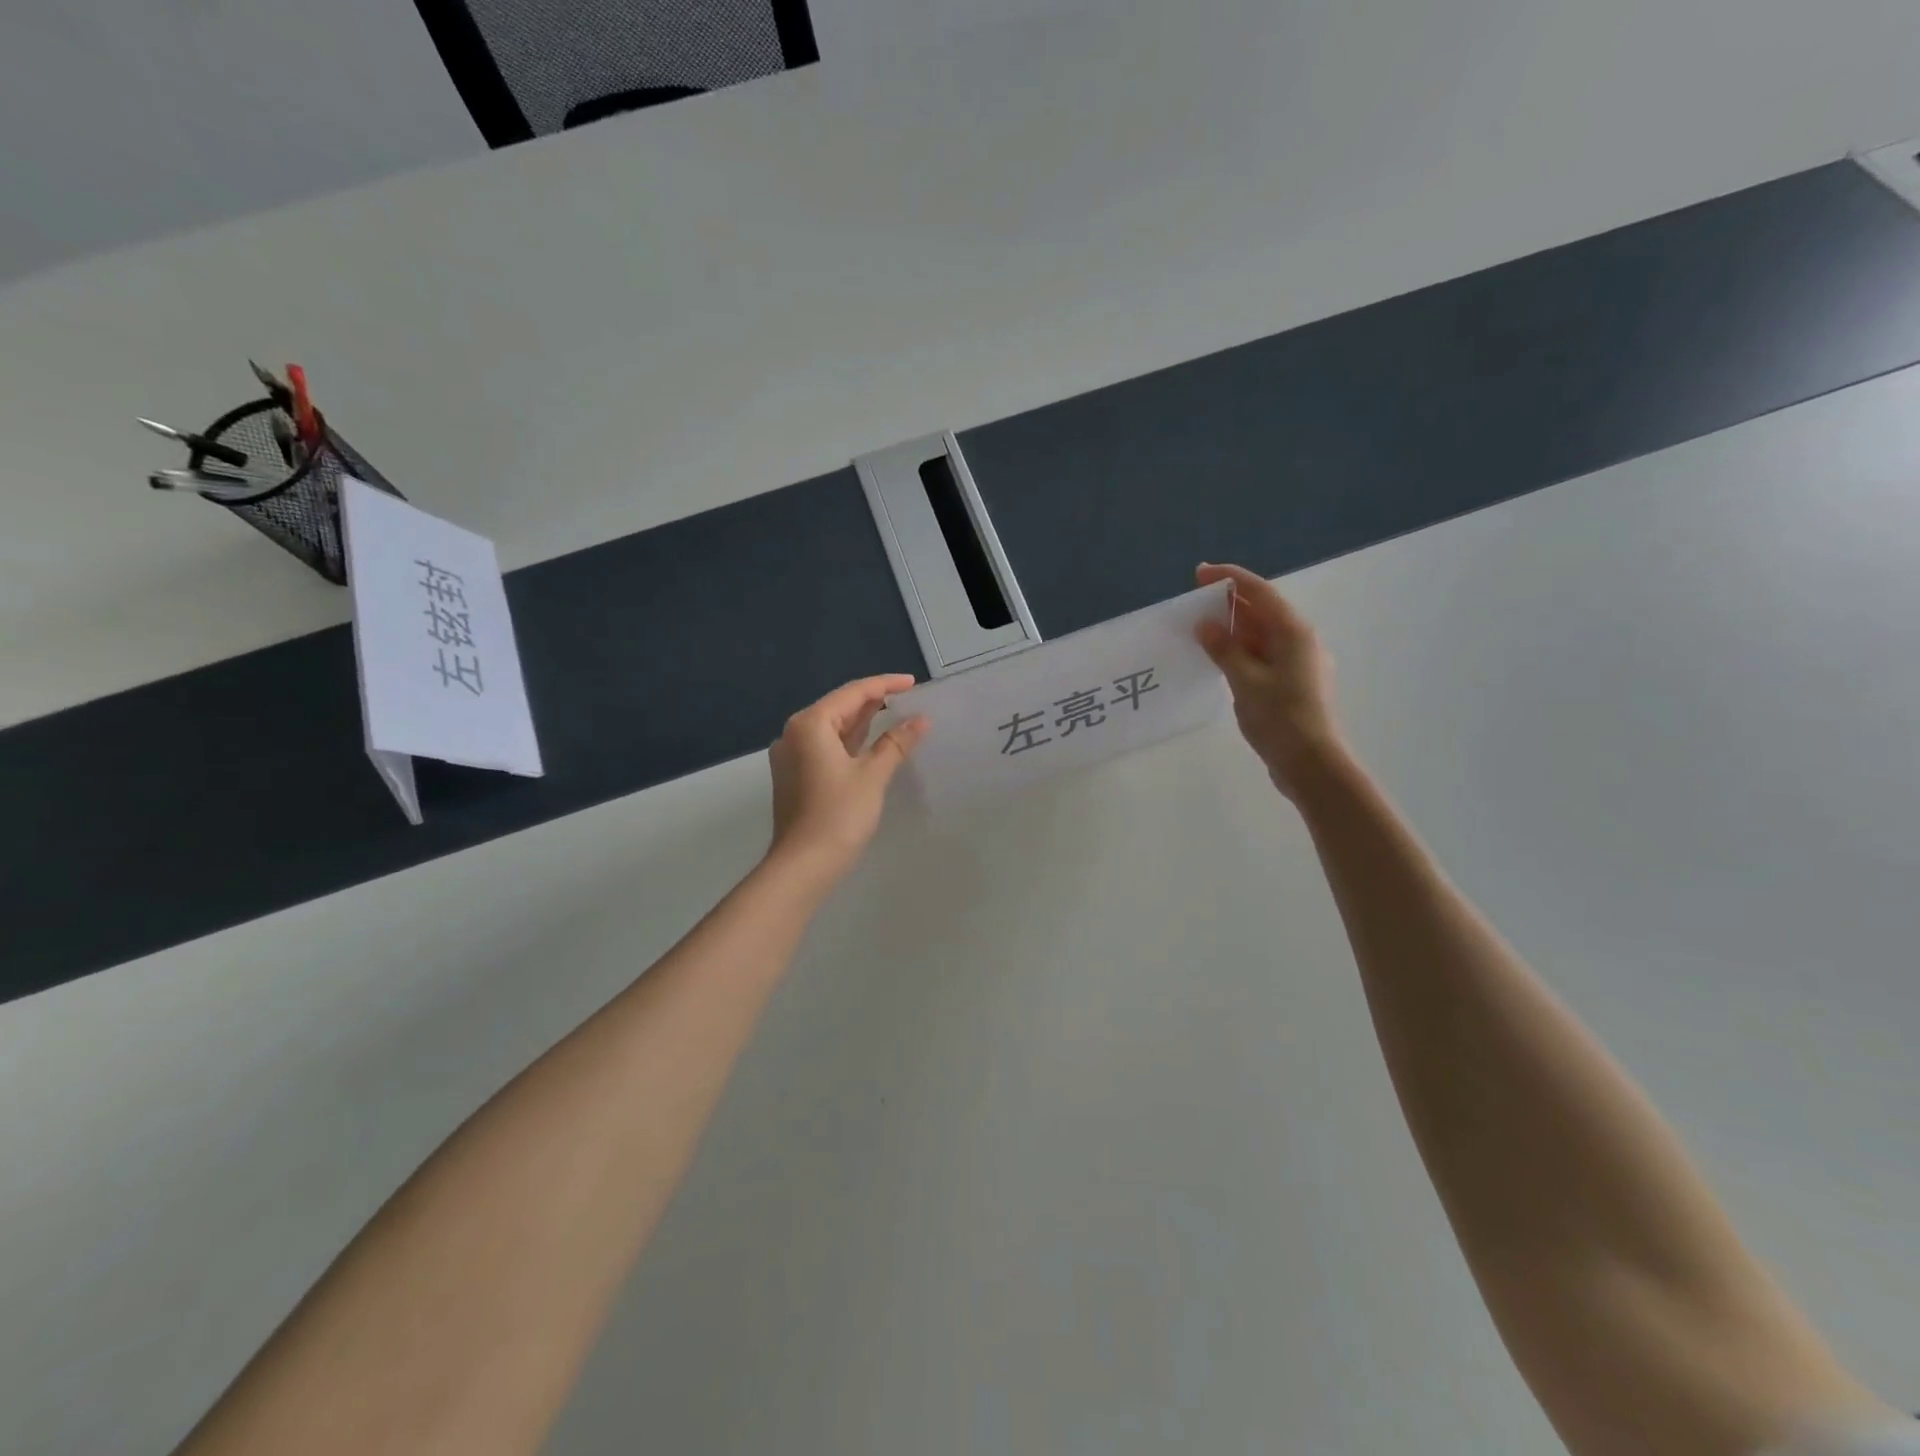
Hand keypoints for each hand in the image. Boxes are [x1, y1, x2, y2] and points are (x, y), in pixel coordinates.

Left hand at [767, 675, 928, 881]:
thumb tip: (921, 720)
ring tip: (894, 714)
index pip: (852, 693)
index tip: (912, 682)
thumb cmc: (839, 815)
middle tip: (907, 697)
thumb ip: (896, 743)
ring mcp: (792, 756)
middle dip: (873, 701)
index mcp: (810, 724)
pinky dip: (850, 742)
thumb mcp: (872, 775)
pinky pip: (826, 747)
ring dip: (862, 721)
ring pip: (832, 728)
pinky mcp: (796, 776)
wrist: (803, 865)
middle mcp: (795, 733)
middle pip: (839, 707)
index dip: (885, 684)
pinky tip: (871, 744)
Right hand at [1195, 563, 1343, 798]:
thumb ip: (1224, 650)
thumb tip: (1205, 625)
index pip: (1259, 593)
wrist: (1312, 764)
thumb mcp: (1245, 682)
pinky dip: (1240, 650)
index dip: (1229, 578)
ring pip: (1261, 635)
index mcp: (1293, 633)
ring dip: (1232, 629)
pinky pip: (1262, 655)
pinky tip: (1219, 659)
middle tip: (1194, 602)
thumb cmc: (1280, 718)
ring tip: (1200, 629)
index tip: (1200, 573)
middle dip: (1229, 603)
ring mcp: (1298, 663)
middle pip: (1262, 611)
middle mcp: (1299, 641)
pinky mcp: (1291, 683)